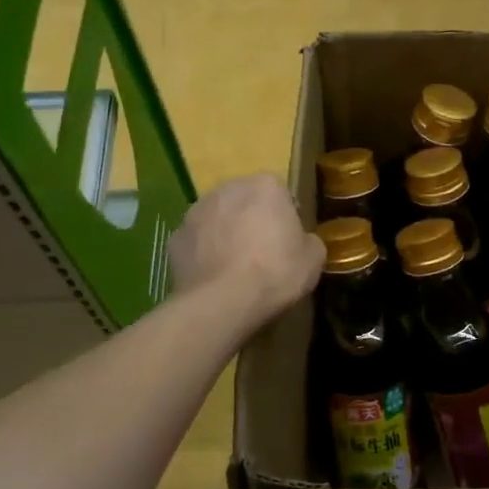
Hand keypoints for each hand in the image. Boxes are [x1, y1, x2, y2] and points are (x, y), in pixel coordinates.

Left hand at [168, 174, 324, 333]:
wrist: (222, 302)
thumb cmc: (275, 273)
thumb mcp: (314, 260)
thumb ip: (309, 241)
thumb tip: (302, 242)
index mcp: (265, 186)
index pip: (280, 194)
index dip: (285, 218)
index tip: (288, 242)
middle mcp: (227, 188)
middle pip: (245, 201)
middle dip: (252, 220)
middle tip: (262, 253)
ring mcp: (196, 211)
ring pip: (217, 218)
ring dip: (225, 234)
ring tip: (235, 268)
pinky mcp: (175, 236)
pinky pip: (197, 241)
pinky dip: (203, 253)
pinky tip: (214, 277)